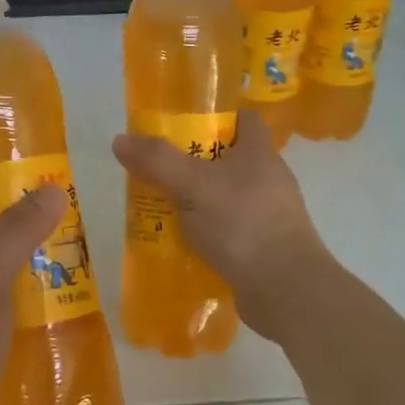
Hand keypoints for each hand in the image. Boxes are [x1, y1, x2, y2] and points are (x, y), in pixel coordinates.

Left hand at [0, 186, 67, 404]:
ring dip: (35, 288)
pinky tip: (63, 330)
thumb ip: (17, 234)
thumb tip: (53, 189)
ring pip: (2, 291)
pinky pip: (5, 328)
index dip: (2, 202)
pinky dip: (30, 324)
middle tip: (75, 246)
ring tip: (80, 285)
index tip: (44, 203)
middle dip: (30, 248)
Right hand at [111, 109, 329, 339]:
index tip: (182, 124)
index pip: (244, 119)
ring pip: (226, 197)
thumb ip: (157, 161)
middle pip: (229, 158)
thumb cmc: (241, 223)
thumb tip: (120, 140)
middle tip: (159, 170)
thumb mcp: (192, 185)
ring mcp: (270, 214)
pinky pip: (229, 230)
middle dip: (194, 162)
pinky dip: (207, 233)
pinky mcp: (264, 247)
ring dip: (198, 201)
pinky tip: (182, 243)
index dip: (216, 116)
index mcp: (260, 152)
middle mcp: (269, 178)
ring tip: (163, 208)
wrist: (284, 289)